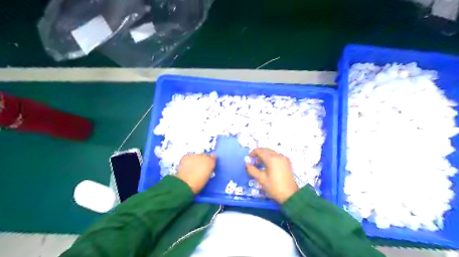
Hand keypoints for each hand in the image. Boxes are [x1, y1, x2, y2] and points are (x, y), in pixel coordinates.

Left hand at [177, 154, 216, 192]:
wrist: (187, 184)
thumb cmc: (200, 183)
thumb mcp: (207, 176)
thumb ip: (208, 169)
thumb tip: (207, 166)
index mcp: (211, 162)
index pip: (213, 157)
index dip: (210, 161)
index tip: (208, 165)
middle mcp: (204, 156)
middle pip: (204, 155)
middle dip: (203, 159)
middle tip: (199, 166)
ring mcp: (195, 155)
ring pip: (196, 155)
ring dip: (195, 159)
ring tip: (192, 166)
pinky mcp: (186, 156)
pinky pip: (188, 157)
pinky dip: (188, 160)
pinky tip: (186, 166)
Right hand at [245, 149, 299, 202]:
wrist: (290, 194)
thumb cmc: (274, 187)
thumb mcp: (260, 179)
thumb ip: (252, 170)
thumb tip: (247, 164)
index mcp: (271, 158)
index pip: (260, 151)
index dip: (253, 153)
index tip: (248, 158)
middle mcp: (278, 155)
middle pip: (266, 150)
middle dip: (258, 153)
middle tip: (253, 161)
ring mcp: (284, 158)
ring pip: (271, 152)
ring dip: (264, 155)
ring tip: (259, 163)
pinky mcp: (287, 162)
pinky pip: (276, 156)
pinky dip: (270, 157)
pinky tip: (267, 165)